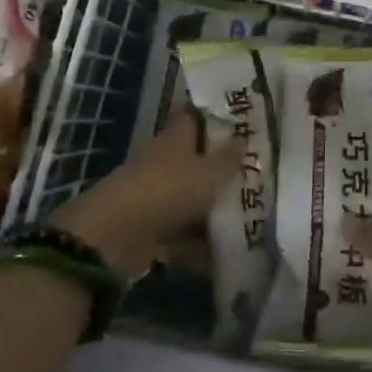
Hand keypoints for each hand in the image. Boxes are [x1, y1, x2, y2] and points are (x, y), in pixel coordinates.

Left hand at [56, 115, 244, 278]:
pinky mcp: (149, 227)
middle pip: (195, 159)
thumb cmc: (169, 190)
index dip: (216, 116)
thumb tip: (243, 138)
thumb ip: (229, 158)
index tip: (242, 122)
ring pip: (189, 197)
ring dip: (210, 209)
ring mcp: (154, 194)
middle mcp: (163, 161)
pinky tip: (221, 255)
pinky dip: (197, 244)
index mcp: (175, 137)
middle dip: (220, 168)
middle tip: (254, 175)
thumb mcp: (210, 172)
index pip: (194, 116)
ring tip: (247, 218)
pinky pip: (180, 232)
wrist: (117, 235)